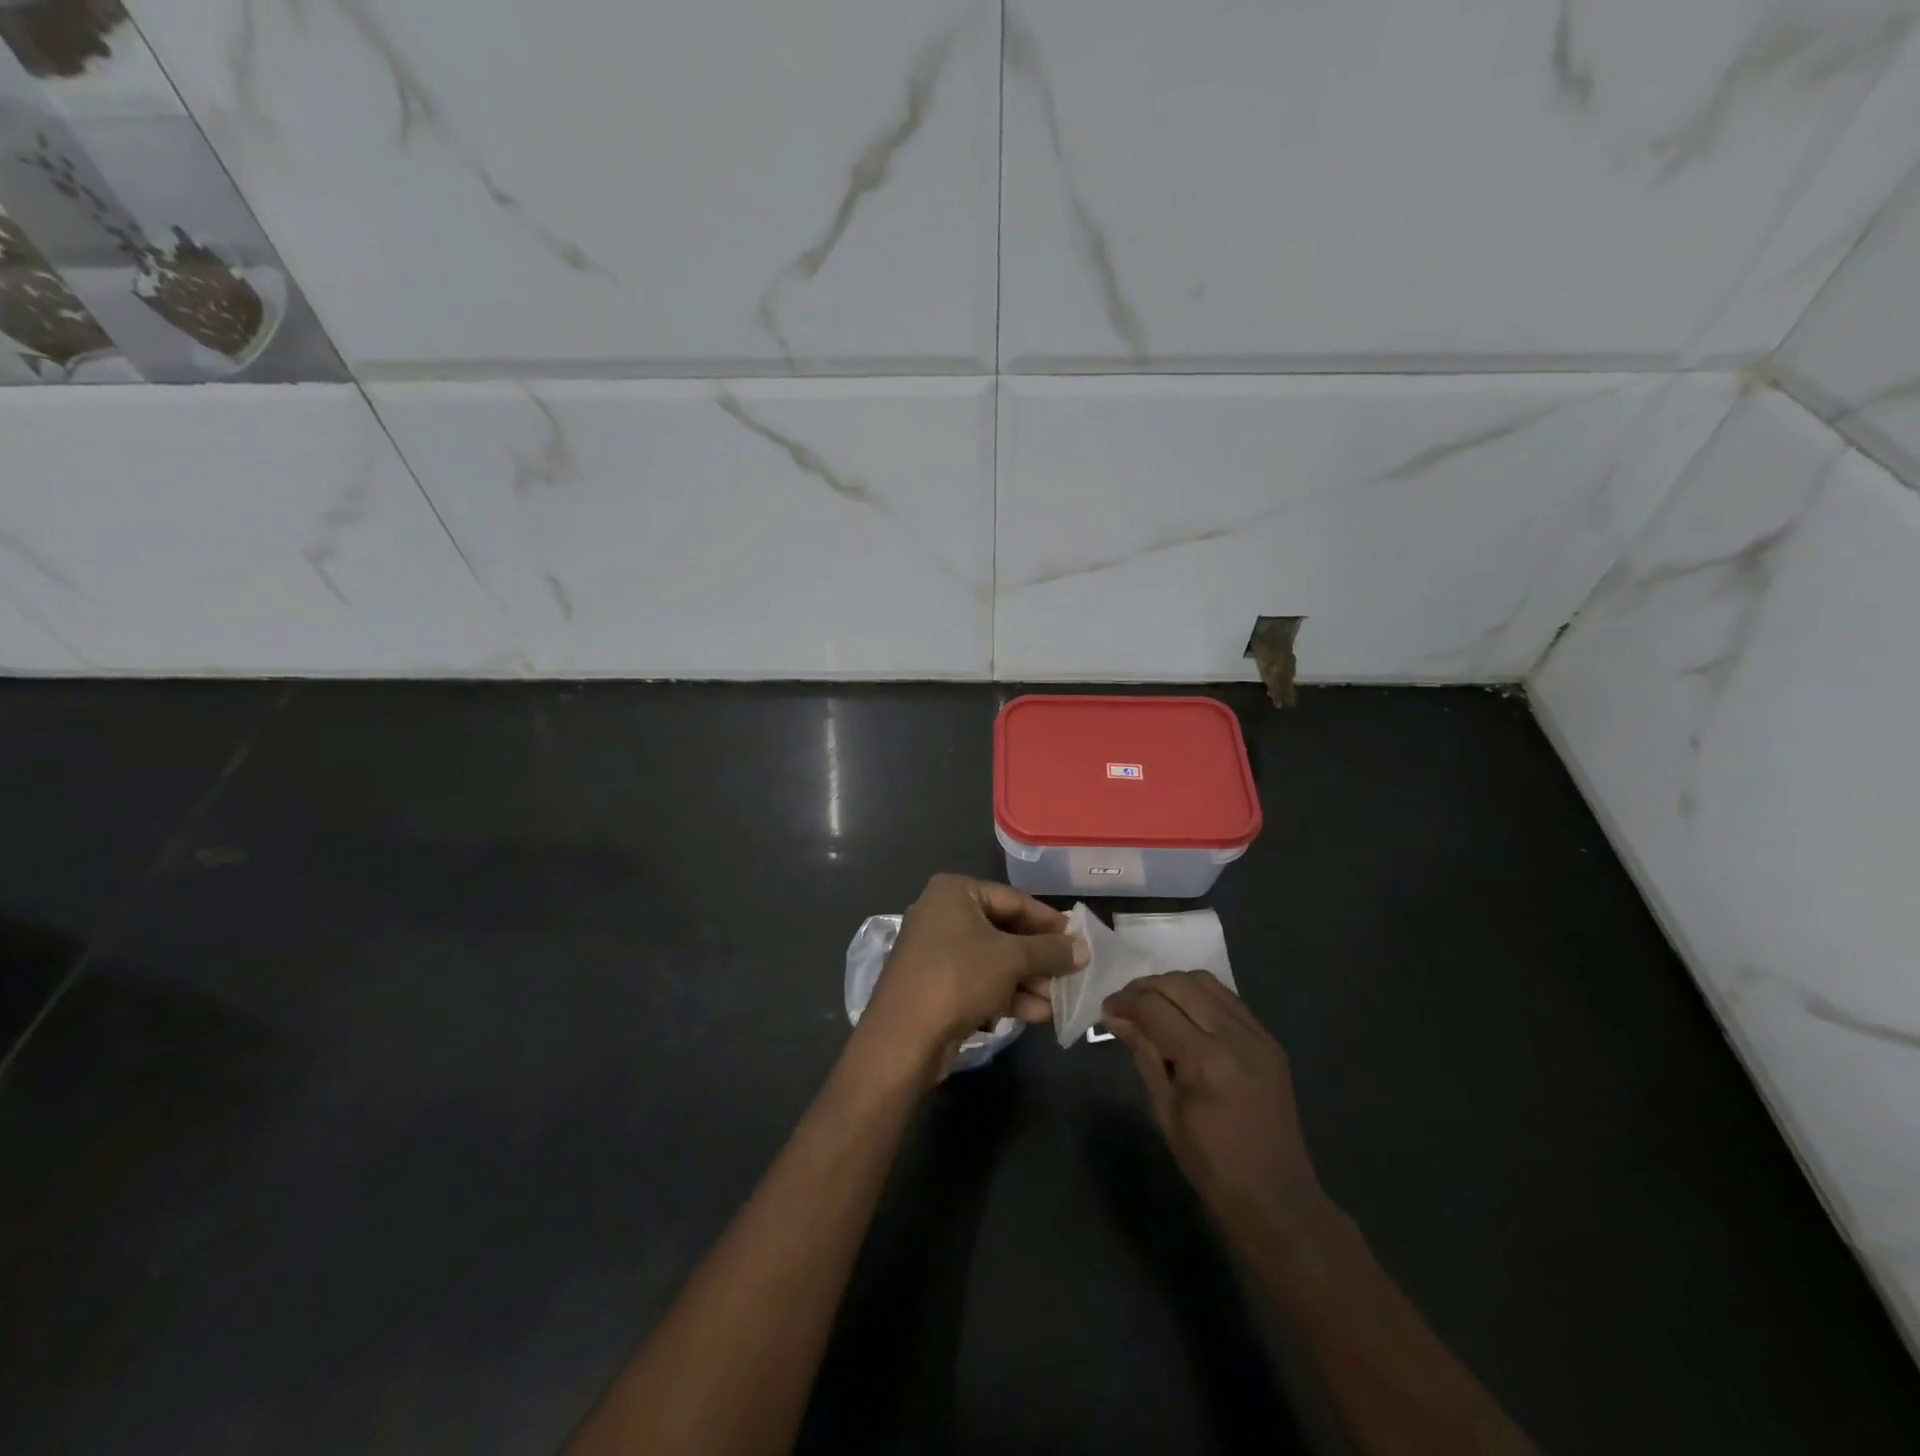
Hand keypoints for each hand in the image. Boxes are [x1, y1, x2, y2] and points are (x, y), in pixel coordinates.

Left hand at [854, 874, 1086, 1086]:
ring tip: (1058, 1002)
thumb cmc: (959, 977)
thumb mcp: (1011, 959)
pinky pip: (979, 981)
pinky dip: (1006, 995)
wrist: (903, 1037)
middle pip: (1004, 931)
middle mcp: (942, 914)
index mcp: (955, 892)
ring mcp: (935, 951)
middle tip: (1071, 975)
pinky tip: (1036, 1015)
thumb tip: (1083, 949)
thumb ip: (1050, 951)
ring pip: (993, 960)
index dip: (1049, 921)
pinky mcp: (935, 985)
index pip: (1014, 899)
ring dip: (1027, 981)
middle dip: (1038, 958)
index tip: (1078, 940)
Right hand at [1105, 972, 1322, 1239]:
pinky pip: (1228, 1000)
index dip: (1125, 1002)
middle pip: (1181, 985)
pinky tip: (1183, 1013)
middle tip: (1125, 1003)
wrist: (1278, 1200)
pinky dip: (1199, 996)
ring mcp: (1259, 1035)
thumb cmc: (1212, 1166)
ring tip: (1152, 1004)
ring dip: (1173, 985)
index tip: (1106, 1009)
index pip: (1155, 1008)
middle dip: (1146, 986)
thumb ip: (1144, 1055)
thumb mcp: (1166, 1111)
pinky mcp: (1270, 1041)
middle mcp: (1236, 1037)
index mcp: (1208, 1061)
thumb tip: (1116, 1018)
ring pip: (1206, 982)